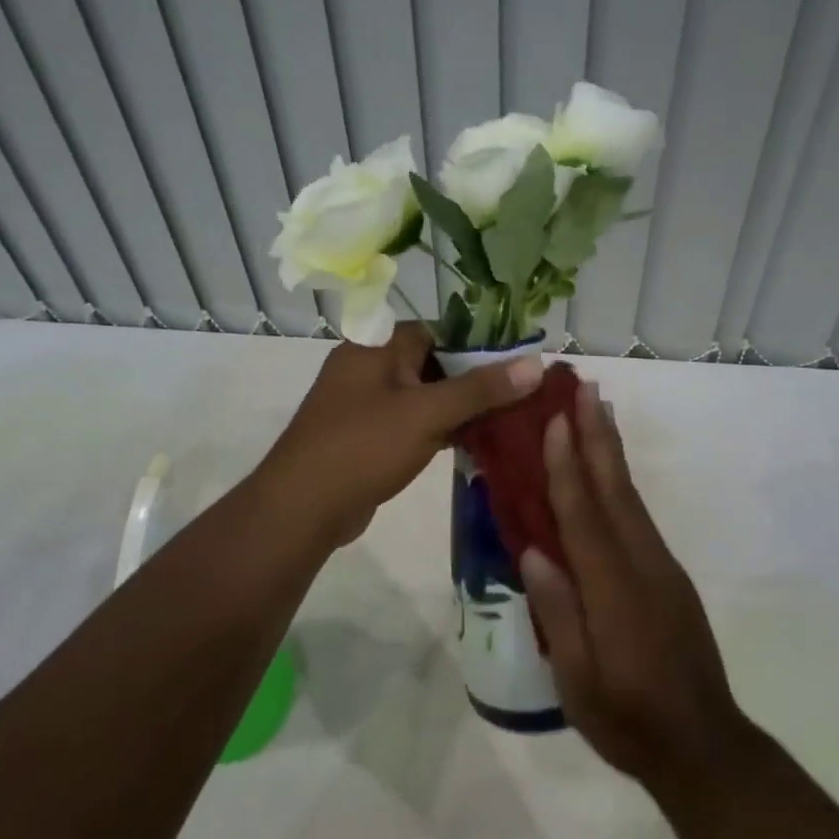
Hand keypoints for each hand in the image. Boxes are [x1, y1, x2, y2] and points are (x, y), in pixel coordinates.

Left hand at [258, 323, 542, 547]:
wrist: (303, 507)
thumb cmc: (363, 446)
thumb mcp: (427, 413)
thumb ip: (480, 388)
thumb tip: (536, 363)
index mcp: (374, 347)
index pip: (433, 330)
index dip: (473, 343)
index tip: (513, 362)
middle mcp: (366, 368)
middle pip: (430, 364)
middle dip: (470, 380)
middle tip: (516, 396)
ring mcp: (363, 406)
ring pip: (421, 397)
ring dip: (456, 409)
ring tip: (503, 420)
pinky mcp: (365, 439)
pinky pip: (409, 425)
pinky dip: (437, 431)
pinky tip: (470, 444)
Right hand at [520, 381, 752, 798]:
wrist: (704, 746)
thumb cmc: (629, 721)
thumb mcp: (578, 682)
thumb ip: (558, 613)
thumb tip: (534, 550)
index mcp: (614, 592)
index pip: (583, 517)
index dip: (567, 466)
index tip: (555, 420)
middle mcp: (642, 566)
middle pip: (614, 490)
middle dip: (596, 435)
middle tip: (581, 387)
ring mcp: (661, 568)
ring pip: (630, 497)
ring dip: (611, 449)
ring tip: (596, 408)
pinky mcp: (668, 575)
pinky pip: (638, 516)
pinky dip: (620, 482)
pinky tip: (610, 471)